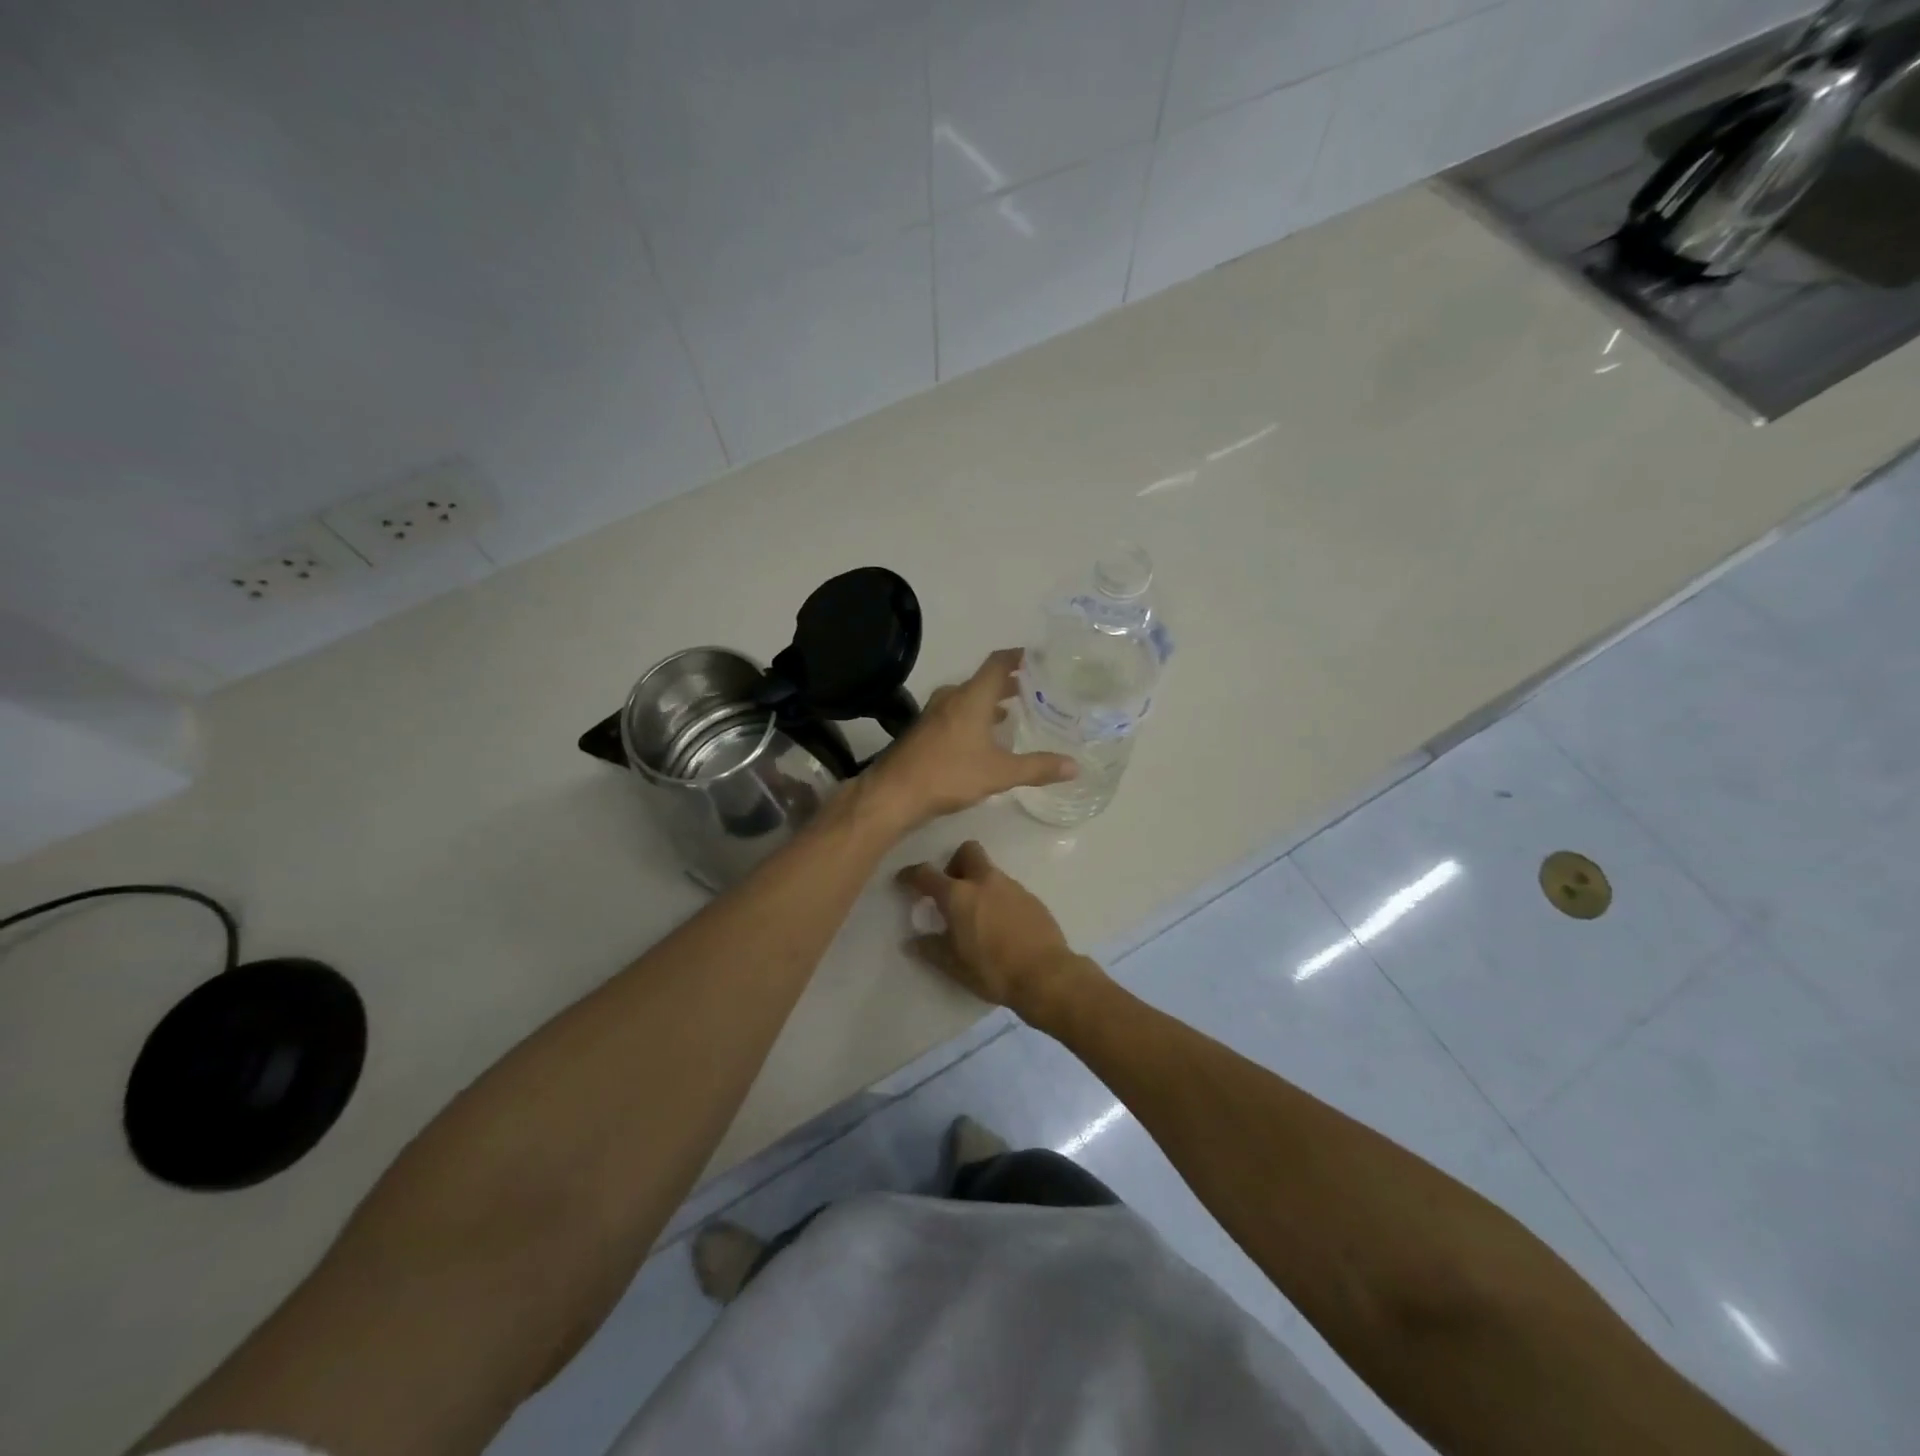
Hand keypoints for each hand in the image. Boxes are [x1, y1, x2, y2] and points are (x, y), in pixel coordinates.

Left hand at [865, 649, 1075, 829]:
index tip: (1040, 658)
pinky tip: (984, 737)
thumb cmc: (949, 774)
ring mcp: (934, 714)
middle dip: (1009, 683)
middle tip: (1035, 688)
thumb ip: (1038, 768)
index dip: (1019, 657)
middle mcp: (952, 697)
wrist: (894, 793)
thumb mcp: (1000, 772)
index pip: (998, 662)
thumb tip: (1075, 767)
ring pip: (969, 698)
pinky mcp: (924, 731)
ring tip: (1014, 711)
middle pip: (984, 680)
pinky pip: (957, 714)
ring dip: (990, 701)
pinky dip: (975, 717)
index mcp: (971, 696)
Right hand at [896, 841, 1103, 1024]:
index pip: (926, 874)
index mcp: (958, 895)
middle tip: (951, 888)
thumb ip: (931, 949)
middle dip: (955, 863)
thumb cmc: (992, 970)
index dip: (911, 875)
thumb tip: (911, 942)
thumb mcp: (954, 965)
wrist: (1046, 975)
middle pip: (967, 851)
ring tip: (977, 913)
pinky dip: (998, 898)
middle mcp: (984, 881)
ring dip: (979, 883)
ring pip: (990, 871)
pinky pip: (1008, 889)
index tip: (904, 880)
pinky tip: (1000, 924)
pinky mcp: (1031, 898)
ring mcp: (1011, 886)